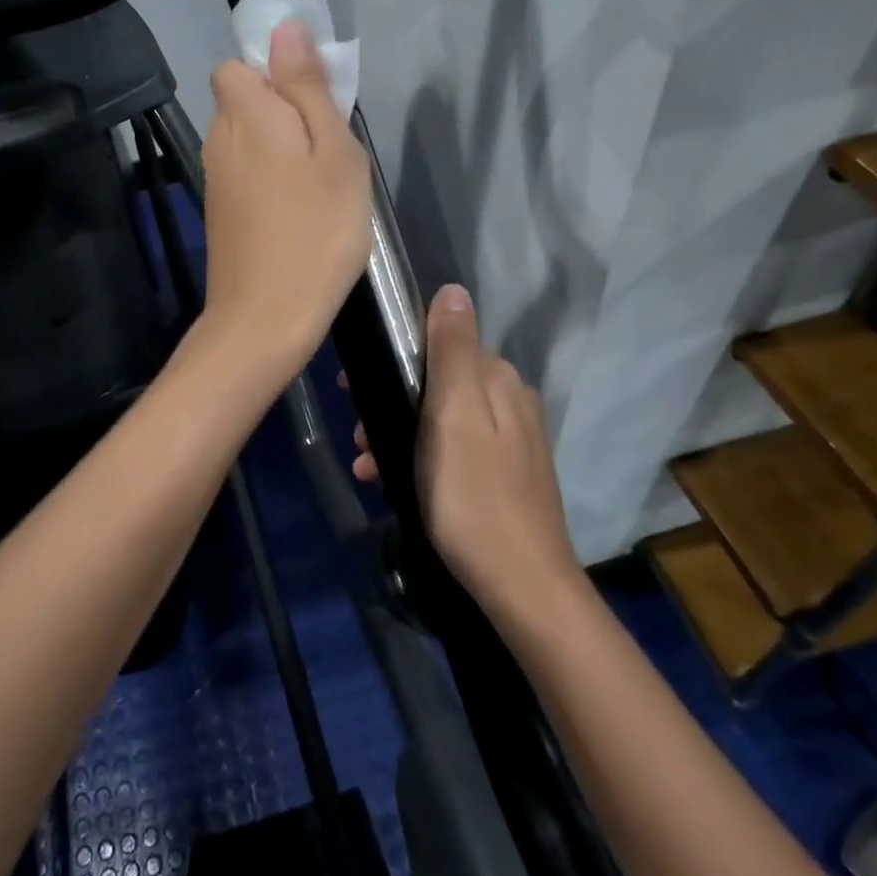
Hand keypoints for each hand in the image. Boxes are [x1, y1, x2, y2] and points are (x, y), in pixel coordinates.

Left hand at [200, 21, 370, 379]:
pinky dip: (270, 182)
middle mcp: (219, 140)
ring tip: (320, 188)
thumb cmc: (316, 231)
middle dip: (283, 112)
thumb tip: (285, 28)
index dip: (274, 72)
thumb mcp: (333, 152)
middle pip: (244, 102)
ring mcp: (215, 180)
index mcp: (245, 114)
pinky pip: (245, 175)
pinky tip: (298, 214)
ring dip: (280, 150)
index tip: (313, 101)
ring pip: (247, 141)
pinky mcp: (220, 213)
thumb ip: (307, 88)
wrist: (265, 317)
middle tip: (329, 152)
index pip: (238, 65)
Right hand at [350, 284, 581, 620]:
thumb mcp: (454, 416)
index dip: (394, 359)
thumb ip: (452, 350)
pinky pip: (452, 450)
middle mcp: (510, 401)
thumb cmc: (474, 497)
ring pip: (440, 419)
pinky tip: (391, 482)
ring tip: (366, 464)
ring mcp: (510, 441)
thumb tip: (453, 289)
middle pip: (437, 383)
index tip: (353, 386)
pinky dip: (420, 458)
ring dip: (398, 433)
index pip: (439, 344)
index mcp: (498, 380)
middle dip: (392, 402)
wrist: (522, 586)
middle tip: (358, 435)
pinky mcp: (504, 475)